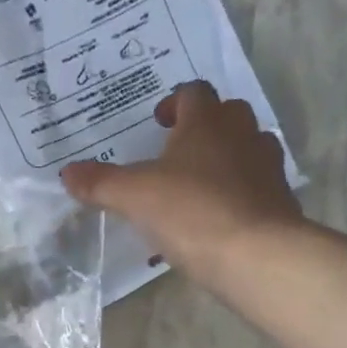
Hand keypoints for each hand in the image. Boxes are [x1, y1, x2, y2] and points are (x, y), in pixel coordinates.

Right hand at [60, 81, 303, 287]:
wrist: (255, 254)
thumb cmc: (191, 212)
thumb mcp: (134, 198)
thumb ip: (100, 183)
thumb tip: (66, 173)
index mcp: (207, 122)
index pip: (193, 93)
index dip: (174, 103)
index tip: (158, 123)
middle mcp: (242, 134)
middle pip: (226, 116)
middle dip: (202, 129)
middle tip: (176, 155)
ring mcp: (267, 167)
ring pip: (245, 150)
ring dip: (223, 161)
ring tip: (196, 190)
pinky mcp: (279, 202)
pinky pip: (255, 189)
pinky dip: (237, 196)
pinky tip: (216, 223)